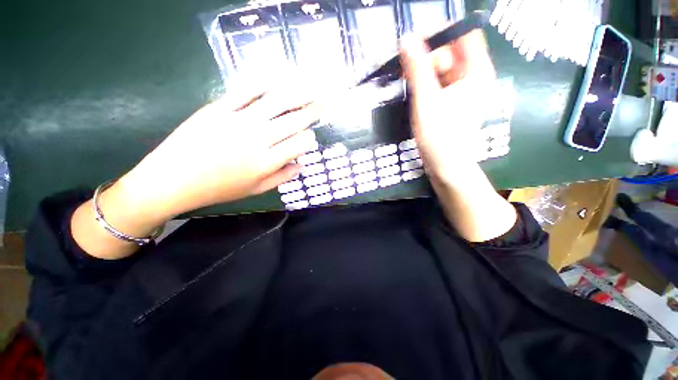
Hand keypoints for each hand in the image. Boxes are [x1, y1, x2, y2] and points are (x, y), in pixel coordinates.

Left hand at [116, 83, 319, 222]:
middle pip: (293, 121)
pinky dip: (262, 85)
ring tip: (310, 88)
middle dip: (313, 111)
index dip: (309, 138)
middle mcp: (259, 139)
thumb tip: (302, 165)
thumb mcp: (255, 190)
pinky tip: (275, 81)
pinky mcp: (218, 108)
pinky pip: (245, 92)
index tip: (311, 136)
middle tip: (325, 102)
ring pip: (275, 103)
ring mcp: (238, 121)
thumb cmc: (218, 189)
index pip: (299, 144)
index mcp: (267, 162)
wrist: (172, 180)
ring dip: (297, 94)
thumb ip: (282, 177)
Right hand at [399, 30, 495, 183]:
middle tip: (407, 67)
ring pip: (443, 68)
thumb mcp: (427, 101)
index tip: (415, 41)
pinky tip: (414, 90)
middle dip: (429, 55)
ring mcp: (462, 91)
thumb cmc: (440, 136)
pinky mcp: (452, 102)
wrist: (445, 166)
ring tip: (407, 80)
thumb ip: (417, 69)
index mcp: (476, 71)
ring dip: (424, 70)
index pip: (464, 35)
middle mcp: (473, 77)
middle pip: (452, 51)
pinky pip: (439, 83)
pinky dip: (426, 83)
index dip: (441, 33)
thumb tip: (406, 39)